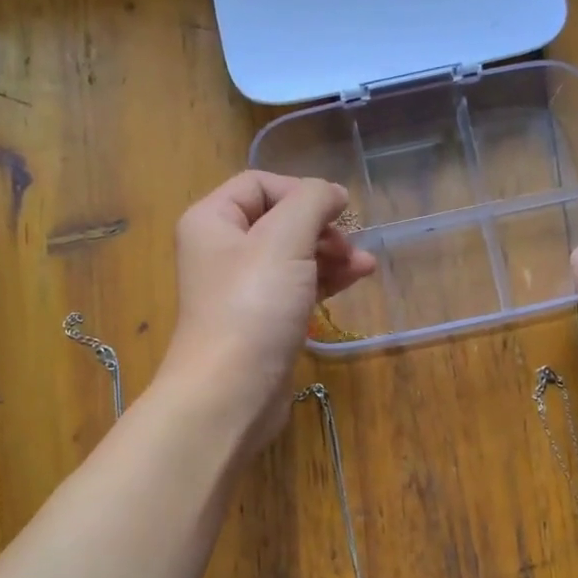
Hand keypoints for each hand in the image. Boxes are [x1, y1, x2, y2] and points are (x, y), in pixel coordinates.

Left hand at [160, 171, 376, 449]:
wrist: (231, 392)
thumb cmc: (253, 307)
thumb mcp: (284, 239)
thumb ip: (311, 202)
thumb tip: (332, 194)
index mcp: (212, 221)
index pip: (259, 184)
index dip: (301, 191)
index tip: (339, 210)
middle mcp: (221, 251)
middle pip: (279, 221)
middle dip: (321, 227)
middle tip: (350, 245)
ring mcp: (242, 290)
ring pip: (293, 256)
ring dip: (331, 254)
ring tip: (365, 266)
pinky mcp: (262, 321)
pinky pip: (296, 288)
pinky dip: (324, 281)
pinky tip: (355, 280)